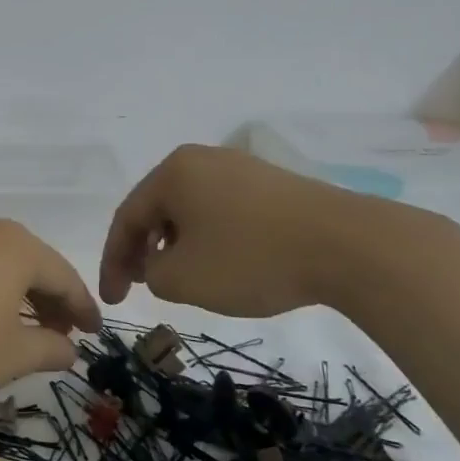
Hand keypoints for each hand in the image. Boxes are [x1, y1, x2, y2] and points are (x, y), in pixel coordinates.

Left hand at [0, 215, 101, 400]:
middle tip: (59, 333)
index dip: (82, 308)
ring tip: (18, 325)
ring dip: (13, 291)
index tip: (95, 333)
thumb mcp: (10, 356)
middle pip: (29, 263)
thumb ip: (49, 348)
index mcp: (17, 247)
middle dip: (48, 299)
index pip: (64, 277)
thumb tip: (70, 348)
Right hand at [100, 144, 390, 318]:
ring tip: (179, 278)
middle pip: (157, 208)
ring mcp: (240, 168)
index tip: (112, 300)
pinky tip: (220, 264)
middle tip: (139, 286)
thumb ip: (151, 274)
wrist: (348, 245)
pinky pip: (222, 211)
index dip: (112, 262)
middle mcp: (201, 160)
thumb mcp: (183, 279)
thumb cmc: (251, 258)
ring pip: (190, 210)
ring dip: (175, 245)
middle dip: (143, 250)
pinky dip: (208, 239)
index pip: (126, 217)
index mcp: (173, 172)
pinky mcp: (272, 184)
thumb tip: (158, 264)